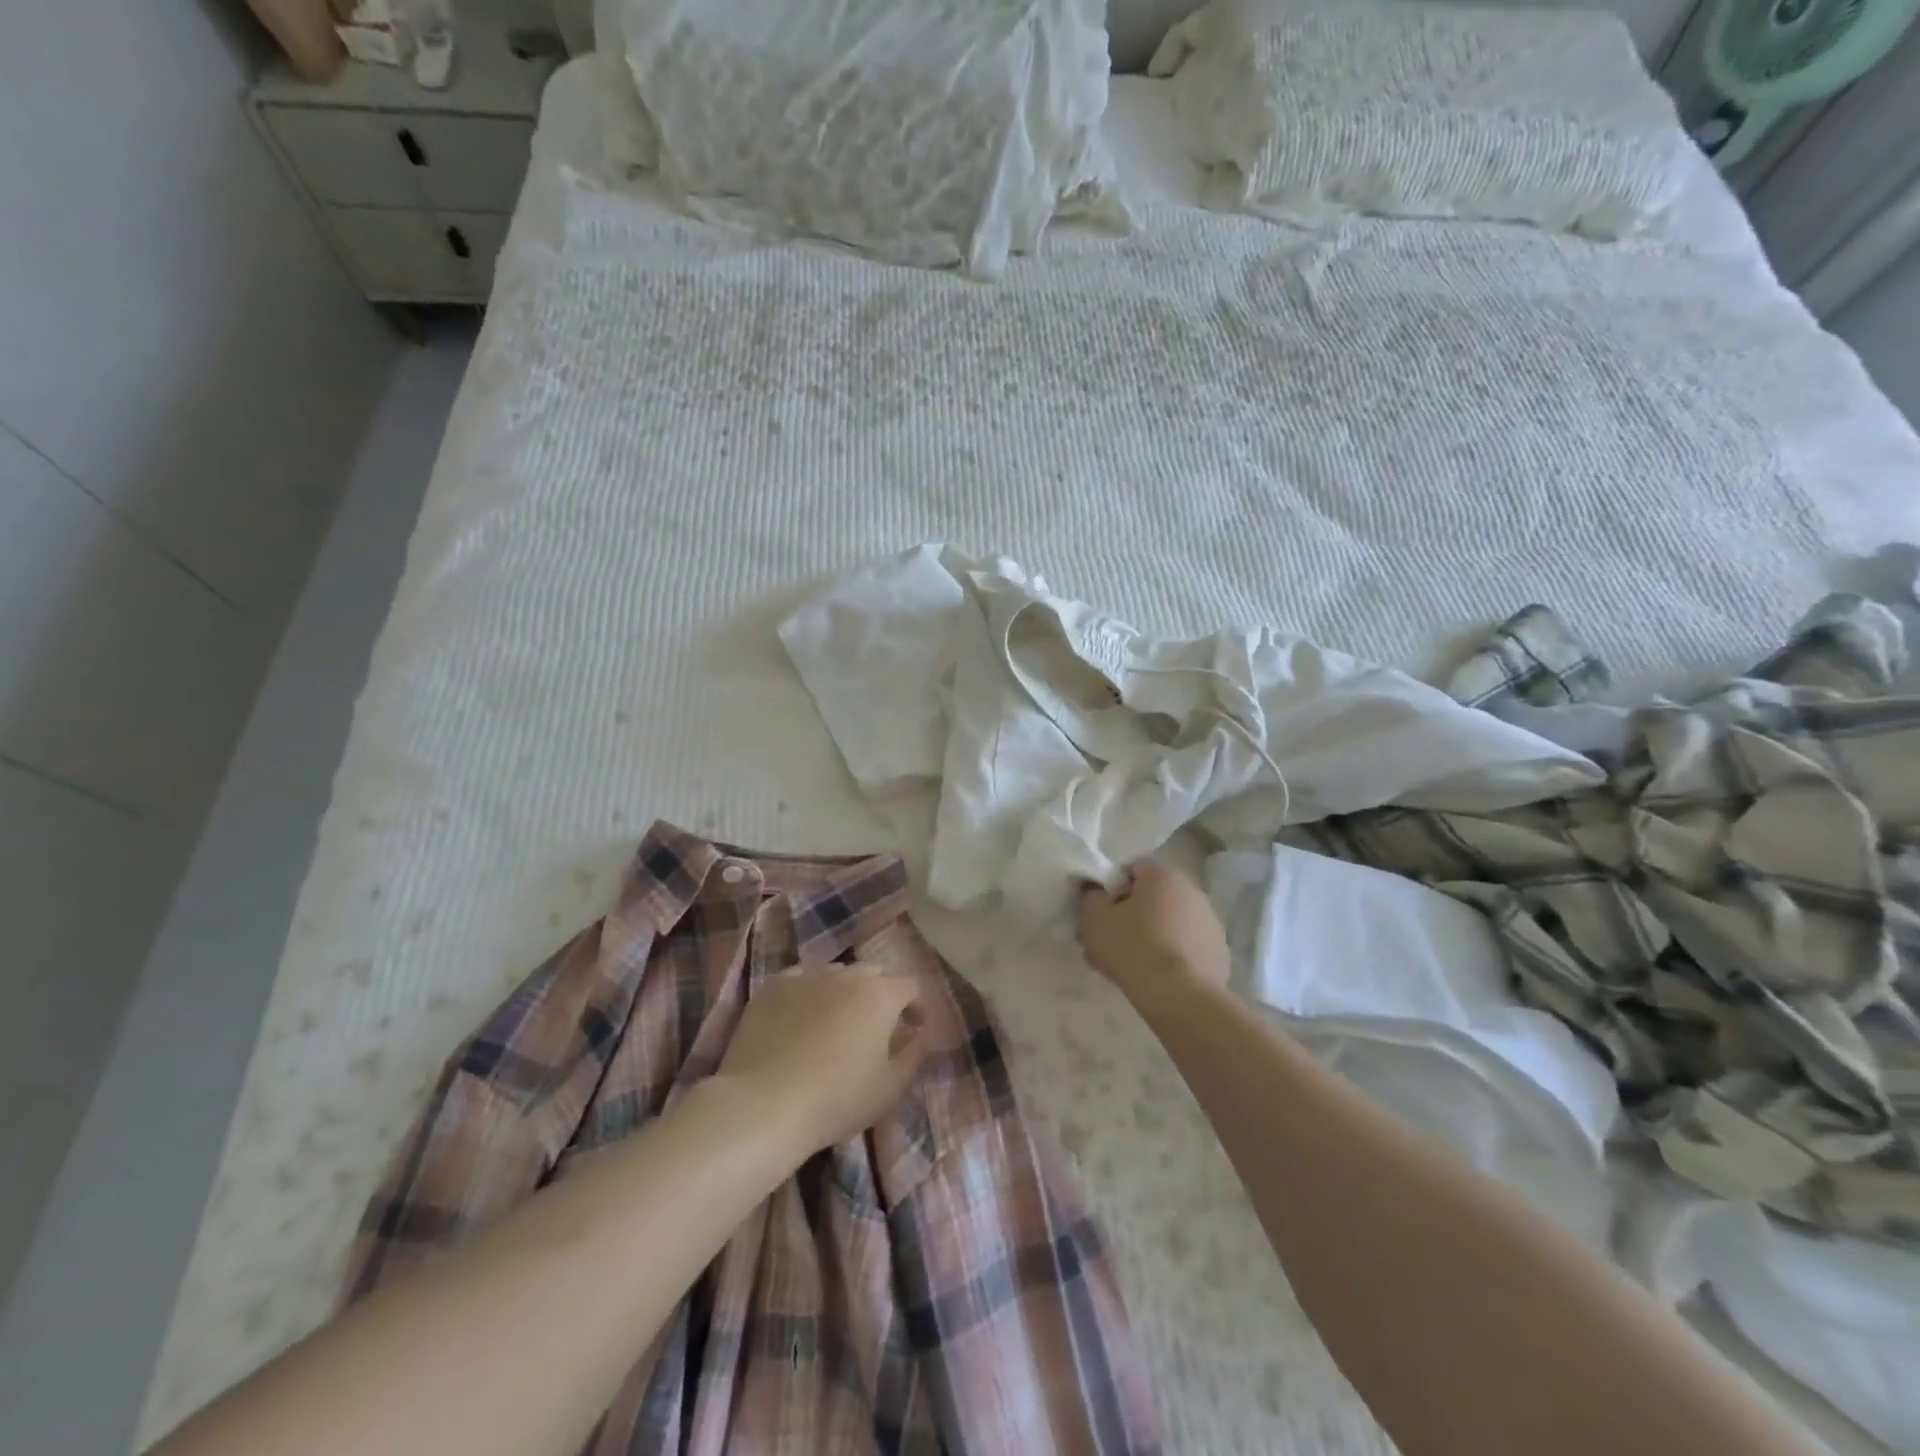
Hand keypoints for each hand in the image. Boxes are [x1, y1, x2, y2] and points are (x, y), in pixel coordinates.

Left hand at [717, 965, 928, 1155]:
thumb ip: (915, 1053)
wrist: (764, 1104)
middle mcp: (846, 974)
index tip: (913, 1029)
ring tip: (834, 1023)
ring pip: (834, 974)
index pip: (910, 986)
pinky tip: (798, 1021)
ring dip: (842, 992)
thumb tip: (922, 1032)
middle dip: (879, 995)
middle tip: (873, 1028)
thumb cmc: (837, 1099)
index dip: (916, 1006)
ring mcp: (806, 976)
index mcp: (880, 995)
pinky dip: (806, 995)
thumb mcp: (890, 1087)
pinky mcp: (772, 987)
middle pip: (872, 974)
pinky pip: (799, 981)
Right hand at [1077, 862, 1231, 1003]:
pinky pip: (1187, 946)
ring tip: (1134, 965)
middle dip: (1132, 915)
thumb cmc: (1133, 948)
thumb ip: (1091, 898)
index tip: (1101, 914)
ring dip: (1153, 935)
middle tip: (1112, 942)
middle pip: (1152, 897)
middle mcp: (1191, 891)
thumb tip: (1097, 893)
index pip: (1131, 870)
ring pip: (1171, 922)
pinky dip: (1173, 955)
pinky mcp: (1219, 952)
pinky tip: (1158, 977)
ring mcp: (1210, 922)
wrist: (1180, 997)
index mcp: (1162, 875)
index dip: (1112, 889)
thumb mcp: (1094, 919)